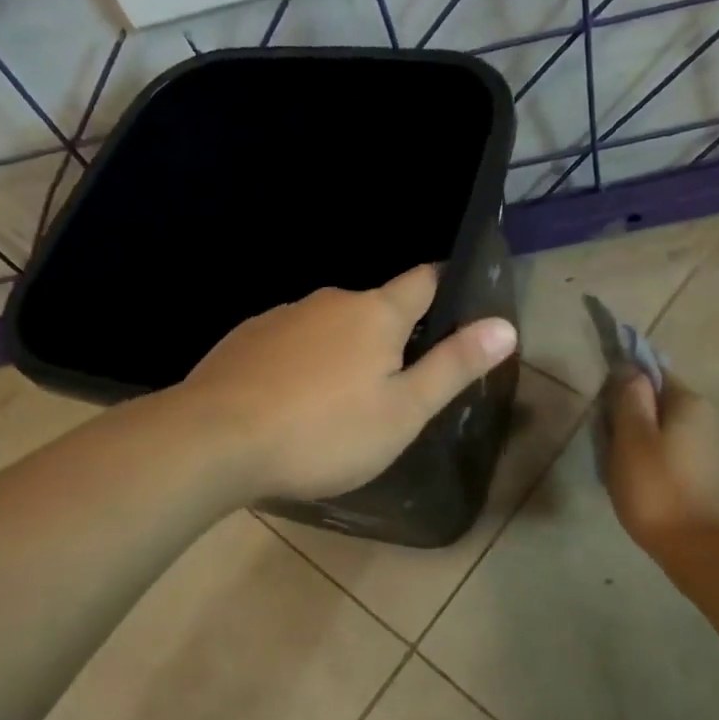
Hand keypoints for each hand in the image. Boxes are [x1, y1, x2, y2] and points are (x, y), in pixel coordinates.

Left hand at [180, 265, 517, 502]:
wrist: (213, 440)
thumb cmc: (323, 431)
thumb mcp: (402, 411)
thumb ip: (453, 366)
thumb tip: (505, 326)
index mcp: (376, 313)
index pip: (423, 280)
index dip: (445, 284)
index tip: (458, 301)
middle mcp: (330, 301)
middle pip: (375, 307)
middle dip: (392, 334)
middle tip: (397, 384)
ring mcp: (282, 316)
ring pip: (329, 326)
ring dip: (343, 351)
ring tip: (340, 401)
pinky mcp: (246, 338)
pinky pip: (291, 342)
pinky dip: (302, 363)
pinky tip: (292, 401)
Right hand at [604, 370, 718, 553]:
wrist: (698, 548)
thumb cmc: (657, 487)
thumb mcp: (632, 437)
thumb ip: (629, 398)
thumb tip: (629, 369)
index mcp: (688, 402)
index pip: (651, 373)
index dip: (622, 384)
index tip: (602, 408)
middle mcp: (704, 417)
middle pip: (655, 402)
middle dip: (627, 416)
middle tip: (605, 442)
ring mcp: (707, 446)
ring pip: (659, 429)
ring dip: (635, 441)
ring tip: (615, 466)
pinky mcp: (704, 473)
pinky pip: (668, 452)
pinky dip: (648, 460)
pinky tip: (635, 481)